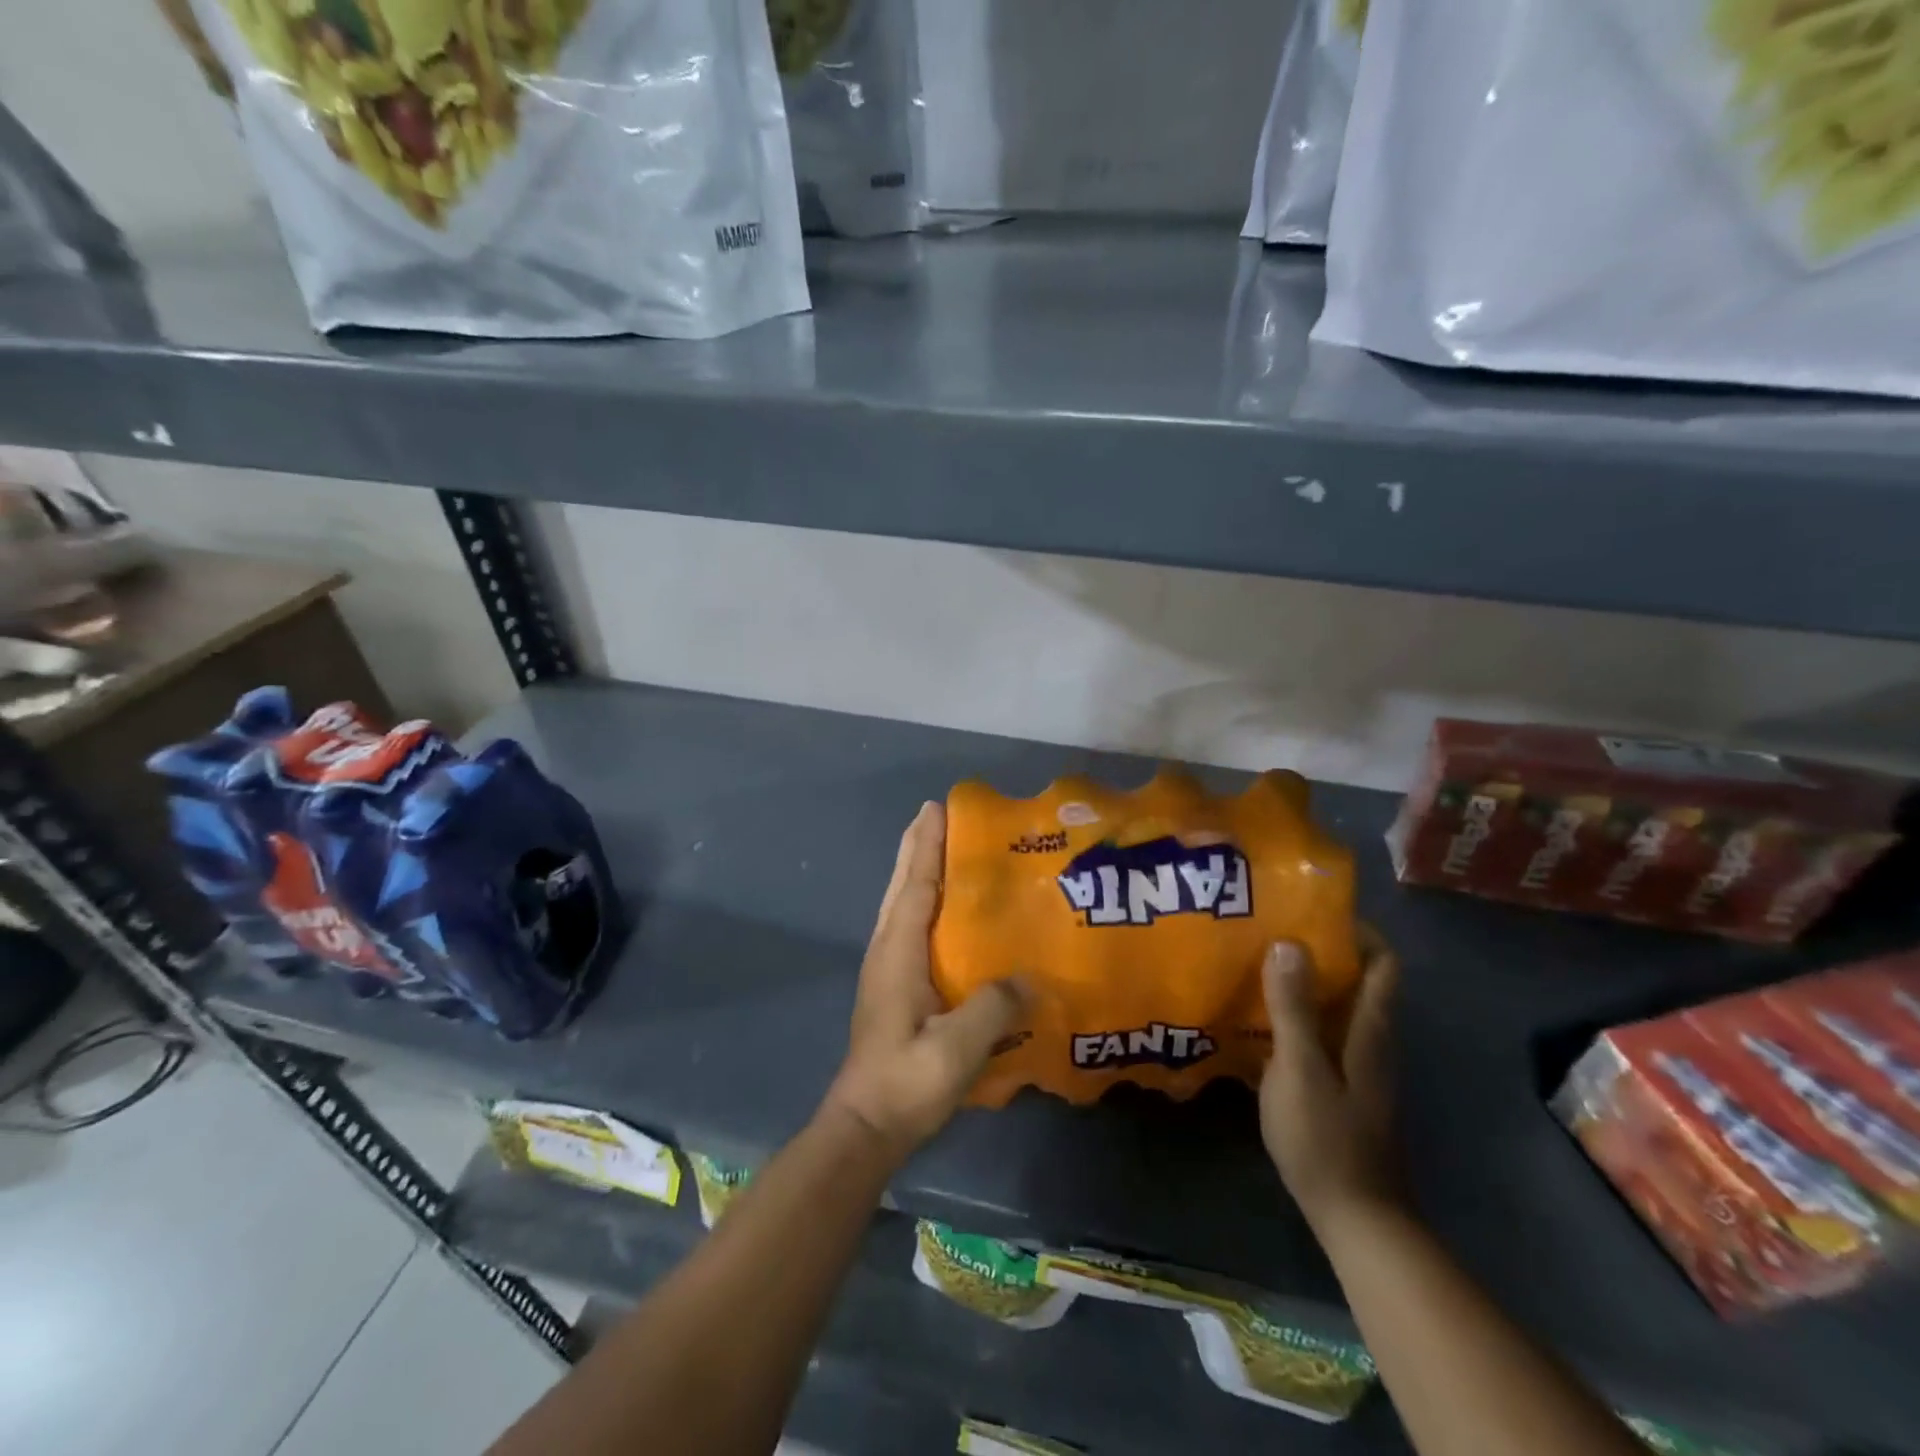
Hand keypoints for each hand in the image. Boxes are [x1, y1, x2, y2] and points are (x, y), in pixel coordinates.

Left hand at [822, 802, 1028, 1162]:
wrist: (866, 1125)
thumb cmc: (907, 1081)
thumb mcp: (956, 1048)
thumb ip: (993, 1008)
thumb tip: (1031, 978)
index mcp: (898, 952)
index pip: (915, 886)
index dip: (926, 846)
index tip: (936, 808)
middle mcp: (887, 950)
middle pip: (903, 886)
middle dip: (918, 847)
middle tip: (936, 814)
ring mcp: (886, 969)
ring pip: (901, 904)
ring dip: (917, 870)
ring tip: (940, 848)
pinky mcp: (892, 987)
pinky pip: (908, 926)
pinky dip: (921, 901)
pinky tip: (942, 911)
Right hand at [1259, 926, 1403, 1229]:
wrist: (1356, 1219)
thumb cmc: (1327, 1138)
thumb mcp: (1300, 1068)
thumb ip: (1293, 1007)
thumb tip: (1289, 942)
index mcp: (1370, 1030)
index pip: (1382, 963)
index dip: (1357, 930)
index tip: (1313, 910)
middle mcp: (1371, 1042)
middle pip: (1357, 981)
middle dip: (1321, 951)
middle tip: (1271, 931)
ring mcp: (1358, 1069)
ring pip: (1337, 1009)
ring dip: (1305, 985)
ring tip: (1257, 966)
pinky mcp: (1341, 1090)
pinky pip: (1321, 1036)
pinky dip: (1297, 1018)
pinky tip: (1259, 1022)